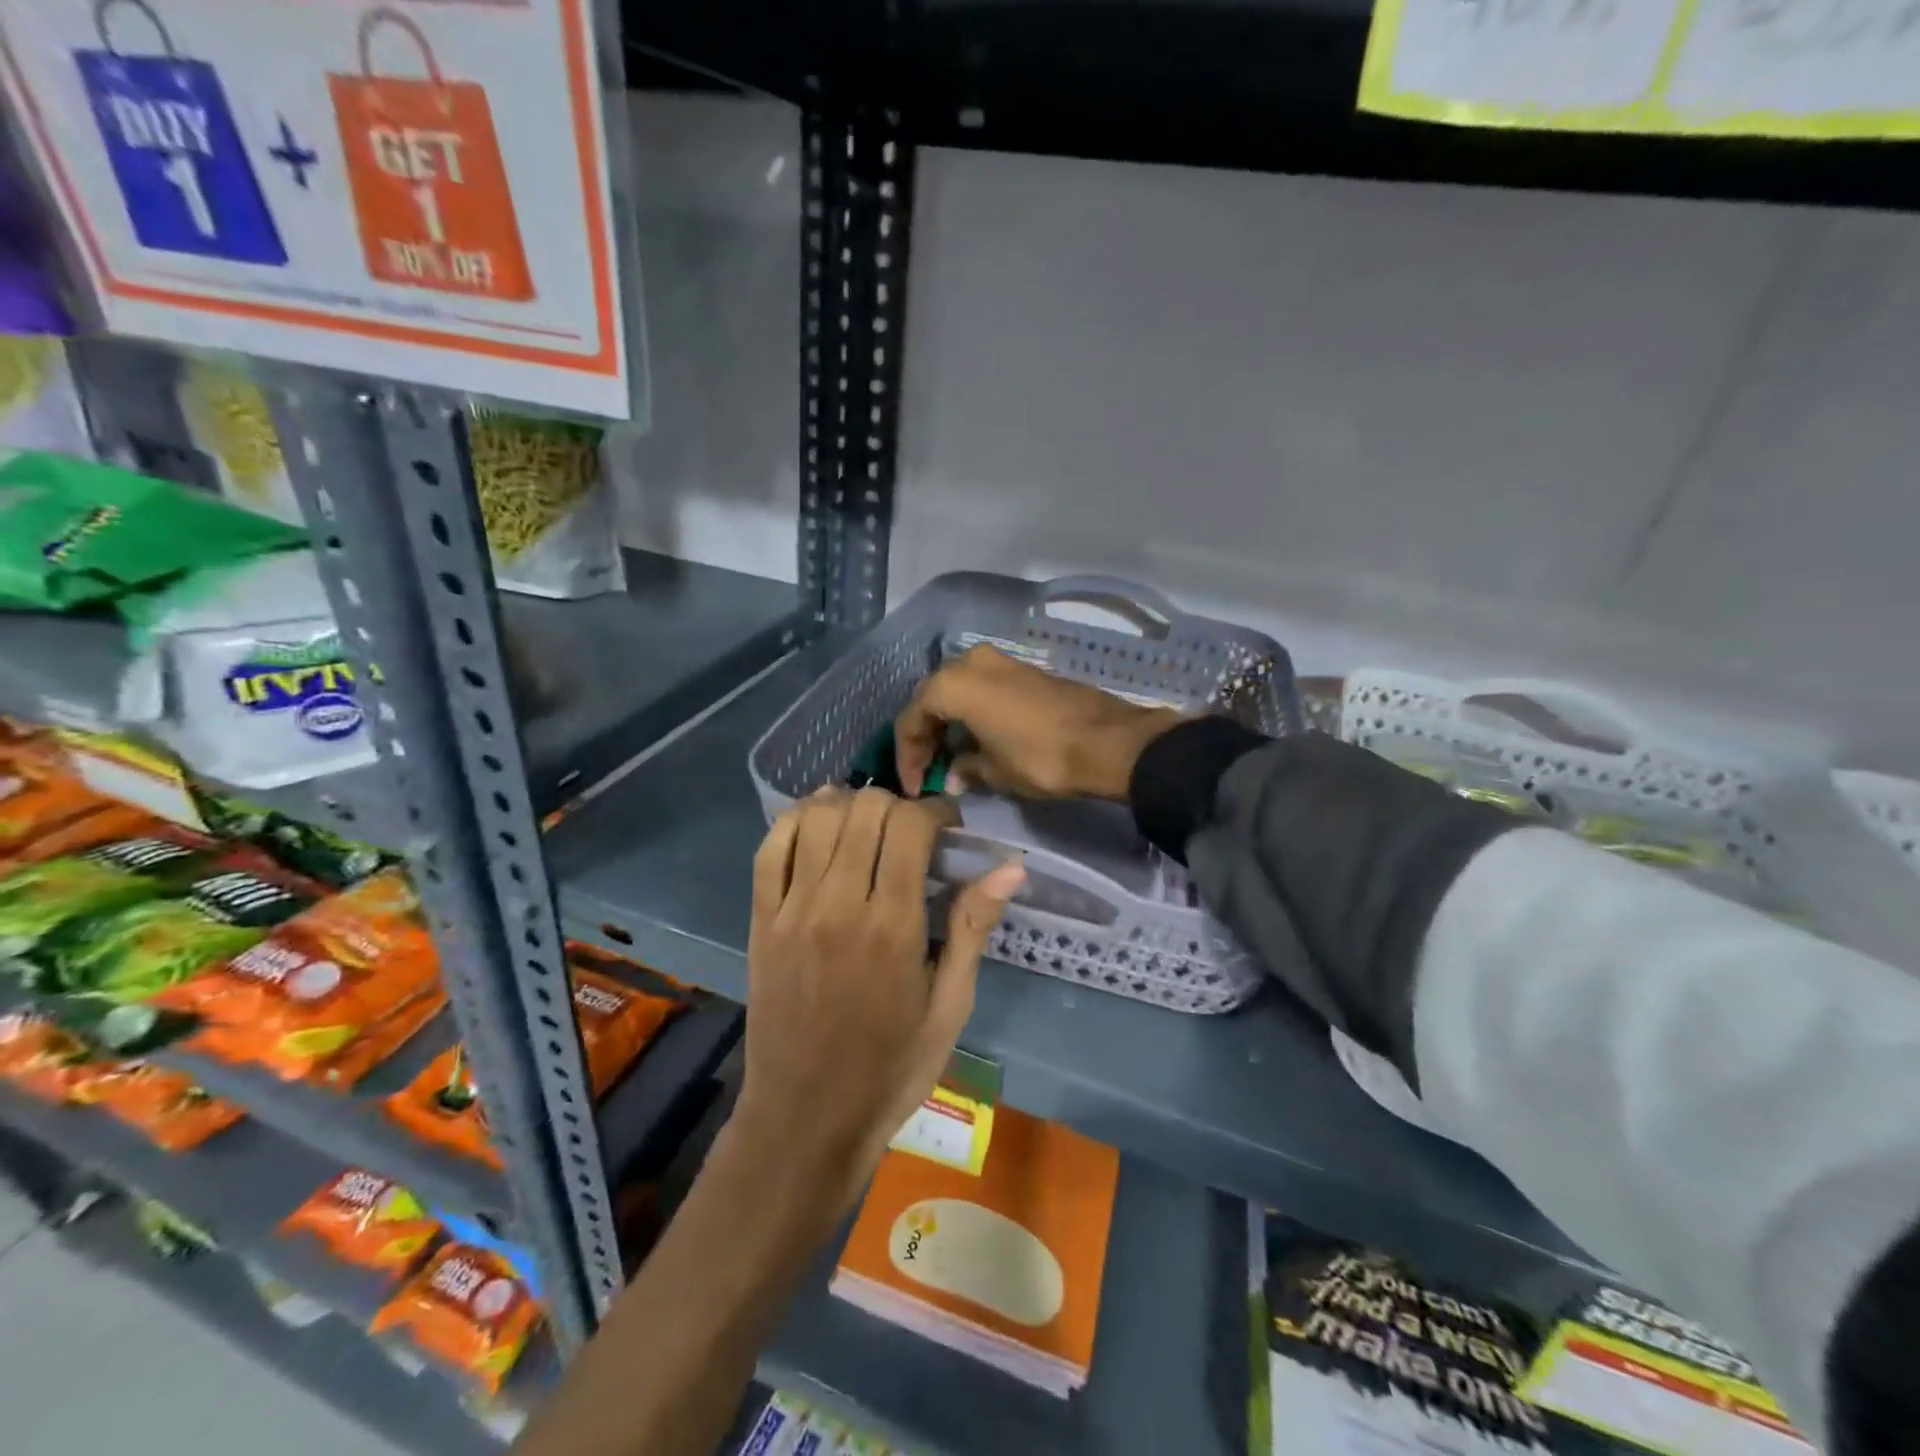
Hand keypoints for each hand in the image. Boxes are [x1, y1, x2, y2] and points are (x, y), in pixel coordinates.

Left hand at [733, 788, 1025, 1214]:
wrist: (805, 1119)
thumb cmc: (890, 1069)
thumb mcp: (949, 1007)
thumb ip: (972, 929)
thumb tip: (1009, 867)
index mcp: (893, 929)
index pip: (910, 828)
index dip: (935, 811)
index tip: (948, 826)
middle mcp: (838, 907)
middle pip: (864, 810)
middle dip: (897, 805)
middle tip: (911, 831)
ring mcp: (792, 911)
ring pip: (816, 818)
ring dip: (848, 804)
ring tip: (868, 824)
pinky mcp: (760, 921)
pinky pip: (770, 849)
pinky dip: (795, 821)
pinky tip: (818, 824)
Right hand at [894, 644, 1183, 800]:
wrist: (1108, 742)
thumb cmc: (1041, 758)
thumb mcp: (995, 772)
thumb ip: (965, 769)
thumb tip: (953, 776)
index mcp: (953, 684)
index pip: (912, 719)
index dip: (908, 757)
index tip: (914, 787)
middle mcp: (970, 663)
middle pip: (932, 699)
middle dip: (926, 736)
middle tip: (928, 771)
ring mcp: (1000, 662)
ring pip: (958, 691)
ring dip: (950, 723)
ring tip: (951, 758)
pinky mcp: (1023, 670)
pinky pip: (983, 689)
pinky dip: (973, 713)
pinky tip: (978, 740)